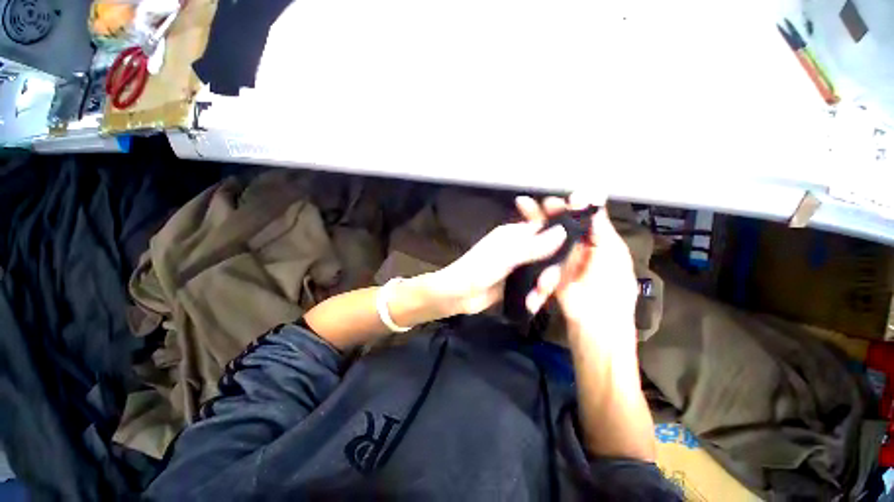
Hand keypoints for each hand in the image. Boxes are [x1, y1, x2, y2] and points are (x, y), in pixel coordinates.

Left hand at [425, 220, 567, 315]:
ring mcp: (518, 266)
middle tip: (545, 285)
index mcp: (515, 234)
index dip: (561, 238)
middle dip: (550, 270)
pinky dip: (535, 295)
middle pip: (547, 253)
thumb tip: (563, 231)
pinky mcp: (516, 282)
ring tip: (535, 298)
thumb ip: (534, 246)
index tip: (575, 253)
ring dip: (542, 286)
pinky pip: (533, 285)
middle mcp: (519, 247)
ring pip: (542, 272)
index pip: (545, 229)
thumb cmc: (478, 269)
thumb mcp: (507, 256)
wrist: (458, 294)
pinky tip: (532, 304)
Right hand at [515, 193, 637, 337]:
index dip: (568, 207)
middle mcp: (577, 248)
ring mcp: (560, 260)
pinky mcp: (547, 271)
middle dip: (547, 214)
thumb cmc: (611, 290)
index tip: (555, 198)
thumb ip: (600, 226)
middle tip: (533, 203)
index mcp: (597, 242)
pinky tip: (522, 230)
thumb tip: (594, 193)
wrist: (595, 327)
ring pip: (546, 237)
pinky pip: (539, 255)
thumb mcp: (612, 254)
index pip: (580, 219)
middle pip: (560, 227)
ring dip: (535, 224)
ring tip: (523, 208)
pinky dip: (531, 243)